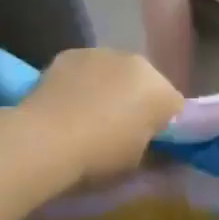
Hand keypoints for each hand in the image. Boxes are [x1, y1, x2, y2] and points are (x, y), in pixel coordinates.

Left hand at [18, 48, 181, 181]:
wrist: (44, 140)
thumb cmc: (98, 157)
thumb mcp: (135, 166)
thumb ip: (156, 155)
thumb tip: (162, 155)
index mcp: (161, 91)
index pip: (174, 108)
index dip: (163, 127)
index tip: (150, 144)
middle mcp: (137, 63)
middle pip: (145, 84)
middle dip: (137, 101)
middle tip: (119, 130)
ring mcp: (102, 53)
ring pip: (115, 72)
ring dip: (110, 88)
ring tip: (88, 116)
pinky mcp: (71, 53)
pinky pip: (86, 69)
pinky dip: (81, 82)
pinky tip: (66, 104)